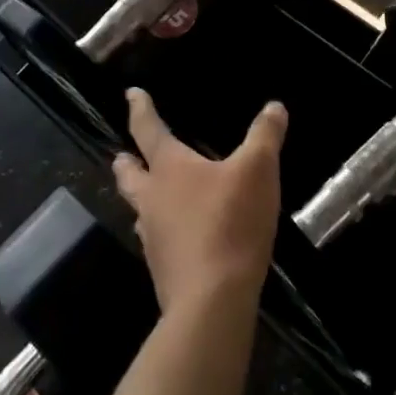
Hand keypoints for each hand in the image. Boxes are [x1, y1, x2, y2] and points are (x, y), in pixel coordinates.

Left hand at [114, 90, 284, 314]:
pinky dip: (164, 229)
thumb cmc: (231, 222)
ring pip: (139, 209)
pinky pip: (158, 239)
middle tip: (121, 155)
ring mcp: (154, 237)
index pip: (149, 130)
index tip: (131, 94)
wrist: (212, 300)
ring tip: (150, 195)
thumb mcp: (258, 170)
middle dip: (127, 161)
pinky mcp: (163, 269)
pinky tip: (178, 234)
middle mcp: (152, 200)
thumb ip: (265, 136)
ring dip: (142, 198)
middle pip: (130, 175)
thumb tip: (274, 106)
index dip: (140, 109)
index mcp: (170, 169)